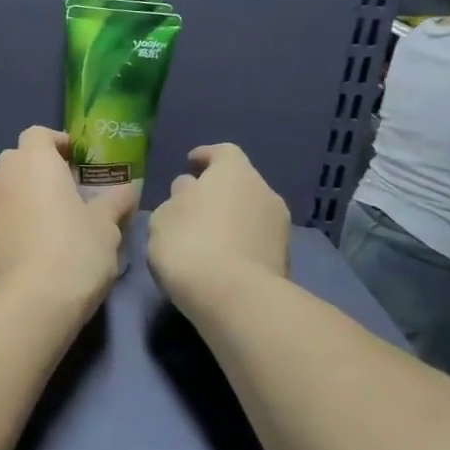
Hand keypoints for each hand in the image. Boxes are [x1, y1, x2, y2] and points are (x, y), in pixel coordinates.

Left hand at [0, 127, 135, 311]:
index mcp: (33, 161)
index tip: (82, 161)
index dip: (60, 142)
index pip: (38, 134)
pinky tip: (45, 240)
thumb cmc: (74, 250)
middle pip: (20, 157)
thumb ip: (115, 201)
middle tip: (74, 188)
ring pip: (11, 185)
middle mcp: (5, 176)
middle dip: (43, 166)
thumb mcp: (106, 225)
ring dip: (31, 192)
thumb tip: (128, 188)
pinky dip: (21, 215)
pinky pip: (5, 211)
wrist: (31, 301)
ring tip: (62, 216)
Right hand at [147, 144, 290, 314]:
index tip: (190, 162)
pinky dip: (241, 243)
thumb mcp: (164, 216)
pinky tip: (221, 258)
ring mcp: (280, 226)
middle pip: (239, 183)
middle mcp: (264, 191)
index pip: (222, 152)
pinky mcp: (285, 258)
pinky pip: (256, 240)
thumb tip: (189, 190)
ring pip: (250, 212)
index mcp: (233, 172)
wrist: (234, 297)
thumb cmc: (189, 244)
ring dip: (231, 219)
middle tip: (193, 205)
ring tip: (206, 236)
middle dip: (218, 191)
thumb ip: (178, 198)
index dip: (205, 155)